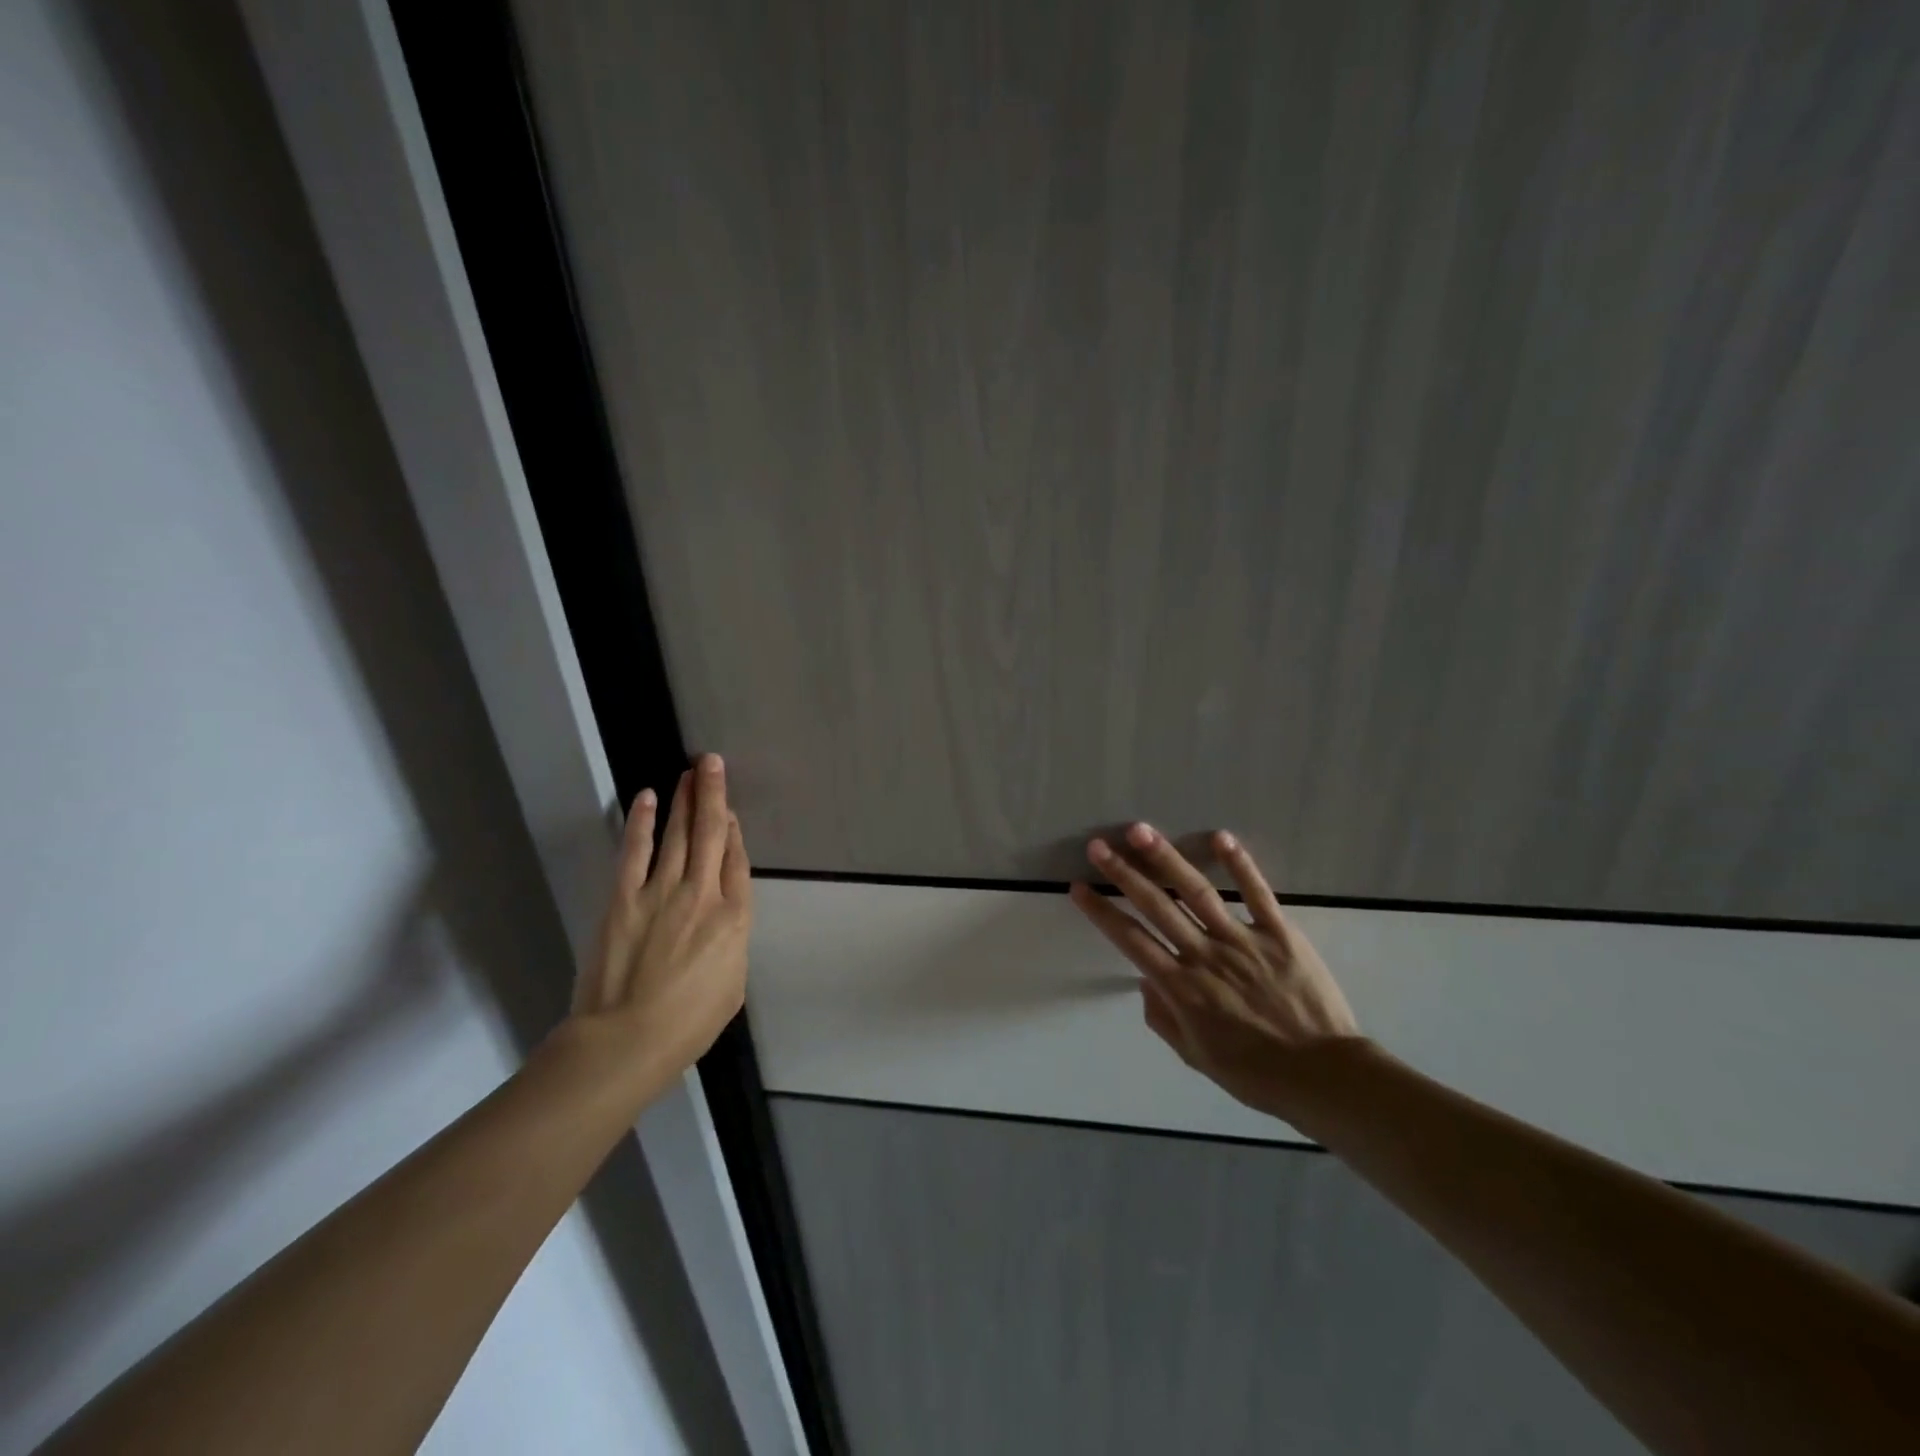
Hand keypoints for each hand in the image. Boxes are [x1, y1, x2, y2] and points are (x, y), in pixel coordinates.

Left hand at [570, 753, 751, 1087]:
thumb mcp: (733, 984)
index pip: (738, 861)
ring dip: (685, 799)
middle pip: (713, 833)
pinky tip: (647, 798)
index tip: (731, 812)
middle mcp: (703, 893)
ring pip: (678, 833)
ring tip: (691, 771)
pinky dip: (642, 821)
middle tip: (712, 762)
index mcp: (734, 918)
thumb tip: (723, 918)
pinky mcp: (624, 897)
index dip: (736, 832)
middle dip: (714, 794)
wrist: (628, 1039)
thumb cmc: (688, 1023)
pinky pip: (636, 850)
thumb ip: (732, 942)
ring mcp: (662, 891)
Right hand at [1068, 823, 1361, 1118]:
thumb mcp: (1196, 1056)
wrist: (1325, 1076)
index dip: (1101, 912)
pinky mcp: (1280, 933)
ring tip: (1140, 831)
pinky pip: (1257, 894)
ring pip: (1196, 892)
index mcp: (1181, 988)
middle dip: (1123, 873)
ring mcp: (1242, 940)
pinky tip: (1220, 838)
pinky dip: (1239, 865)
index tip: (1079, 888)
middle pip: (1155, 906)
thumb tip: (1143, 981)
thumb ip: (1163, 1018)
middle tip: (1098, 845)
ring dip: (1166, 859)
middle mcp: (1204, 956)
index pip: (1130, 940)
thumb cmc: (1256, 1073)